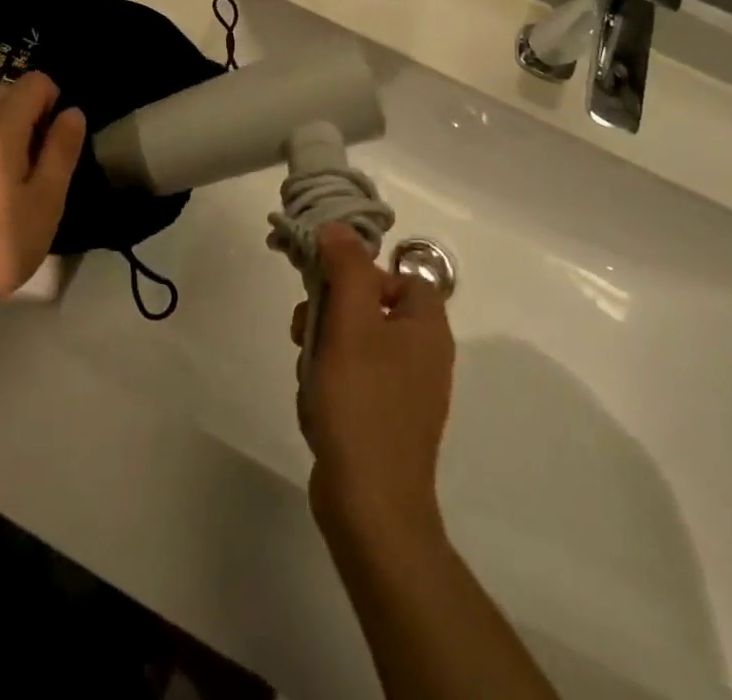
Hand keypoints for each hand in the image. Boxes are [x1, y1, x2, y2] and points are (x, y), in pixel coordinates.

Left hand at [0, 73, 85, 326]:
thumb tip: (73, 112)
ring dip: (12, 124)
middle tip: (48, 153)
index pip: (32, 82)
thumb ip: (61, 151)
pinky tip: (2, 183)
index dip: (55, 99)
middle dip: (33, 107)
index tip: (62, 139)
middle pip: (6, 91)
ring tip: (28, 170)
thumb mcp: (45, 201)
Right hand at [293, 224, 454, 535]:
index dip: (361, 271)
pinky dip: (329, 375)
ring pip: (355, 339)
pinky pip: (354, 375)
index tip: (326, 283)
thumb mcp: (350, 324)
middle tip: (305, 326)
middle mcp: (423, 353)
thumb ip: (346, 269)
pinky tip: (314, 394)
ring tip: (307, 366)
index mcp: (426, 327)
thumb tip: (339, 228)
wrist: (370, 504)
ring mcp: (405, 389)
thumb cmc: (362, 403)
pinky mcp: (384, 416)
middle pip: (371, 304)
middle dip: (330, 309)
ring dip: (323, 343)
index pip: (398, 274)